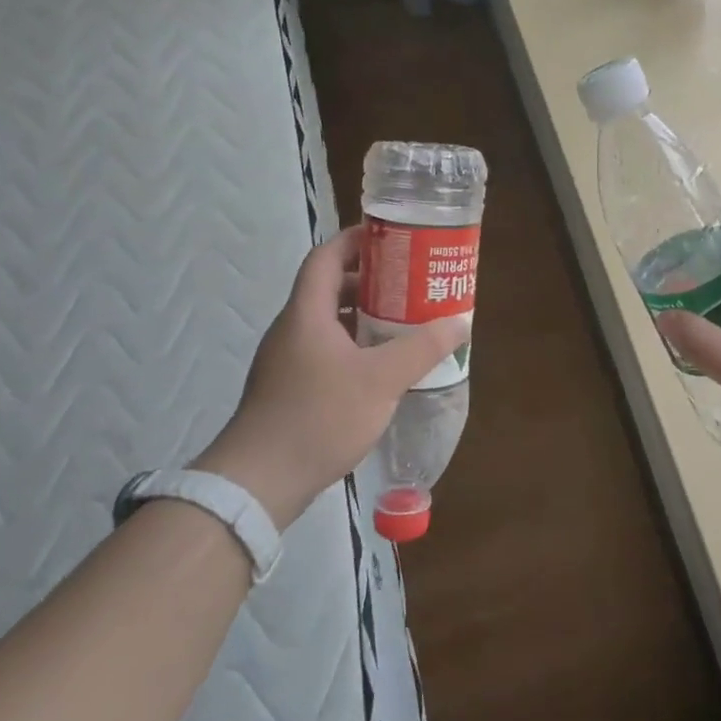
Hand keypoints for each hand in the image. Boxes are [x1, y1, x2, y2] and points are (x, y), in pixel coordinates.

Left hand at [192, 226, 467, 530]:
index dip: (356, 240)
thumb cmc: (320, 417)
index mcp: (307, 313)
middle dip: (370, 281)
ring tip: (403, 323)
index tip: (392, 238)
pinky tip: (380, 368)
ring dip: (363, 317)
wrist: (260, 481)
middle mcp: (292, 329)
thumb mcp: (382, 380)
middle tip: (409, 283)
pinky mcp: (288, 389)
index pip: (325, 257)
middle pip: (329, 288)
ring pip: (328, 323)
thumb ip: (423, 348)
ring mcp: (286, 361)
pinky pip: (325, 351)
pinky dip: (354, 346)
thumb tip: (460, 321)